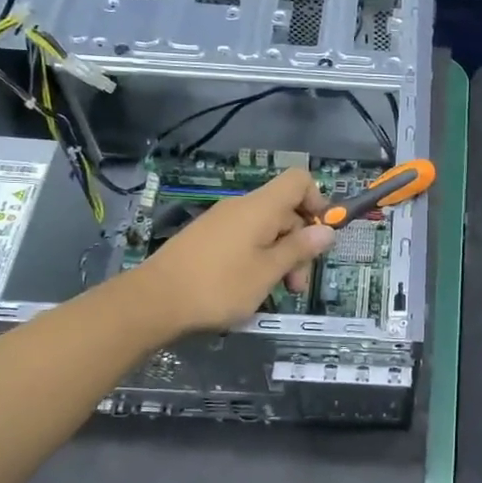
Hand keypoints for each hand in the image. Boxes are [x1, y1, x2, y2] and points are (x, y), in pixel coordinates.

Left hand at [131, 168, 334, 337]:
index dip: (317, 202)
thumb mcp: (268, 271)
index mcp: (260, 207)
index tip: (320, 236)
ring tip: (276, 294)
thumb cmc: (219, 285)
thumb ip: (300, 249)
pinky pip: (244, 240)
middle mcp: (241, 207)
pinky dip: (257, 260)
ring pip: (265, 230)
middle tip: (296, 286)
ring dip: (279, 258)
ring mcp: (221, 222)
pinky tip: (250, 289)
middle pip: (285, 211)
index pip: (299, 181)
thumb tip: (327, 230)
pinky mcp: (206, 239)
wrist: (153, 301)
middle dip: (299, 245)